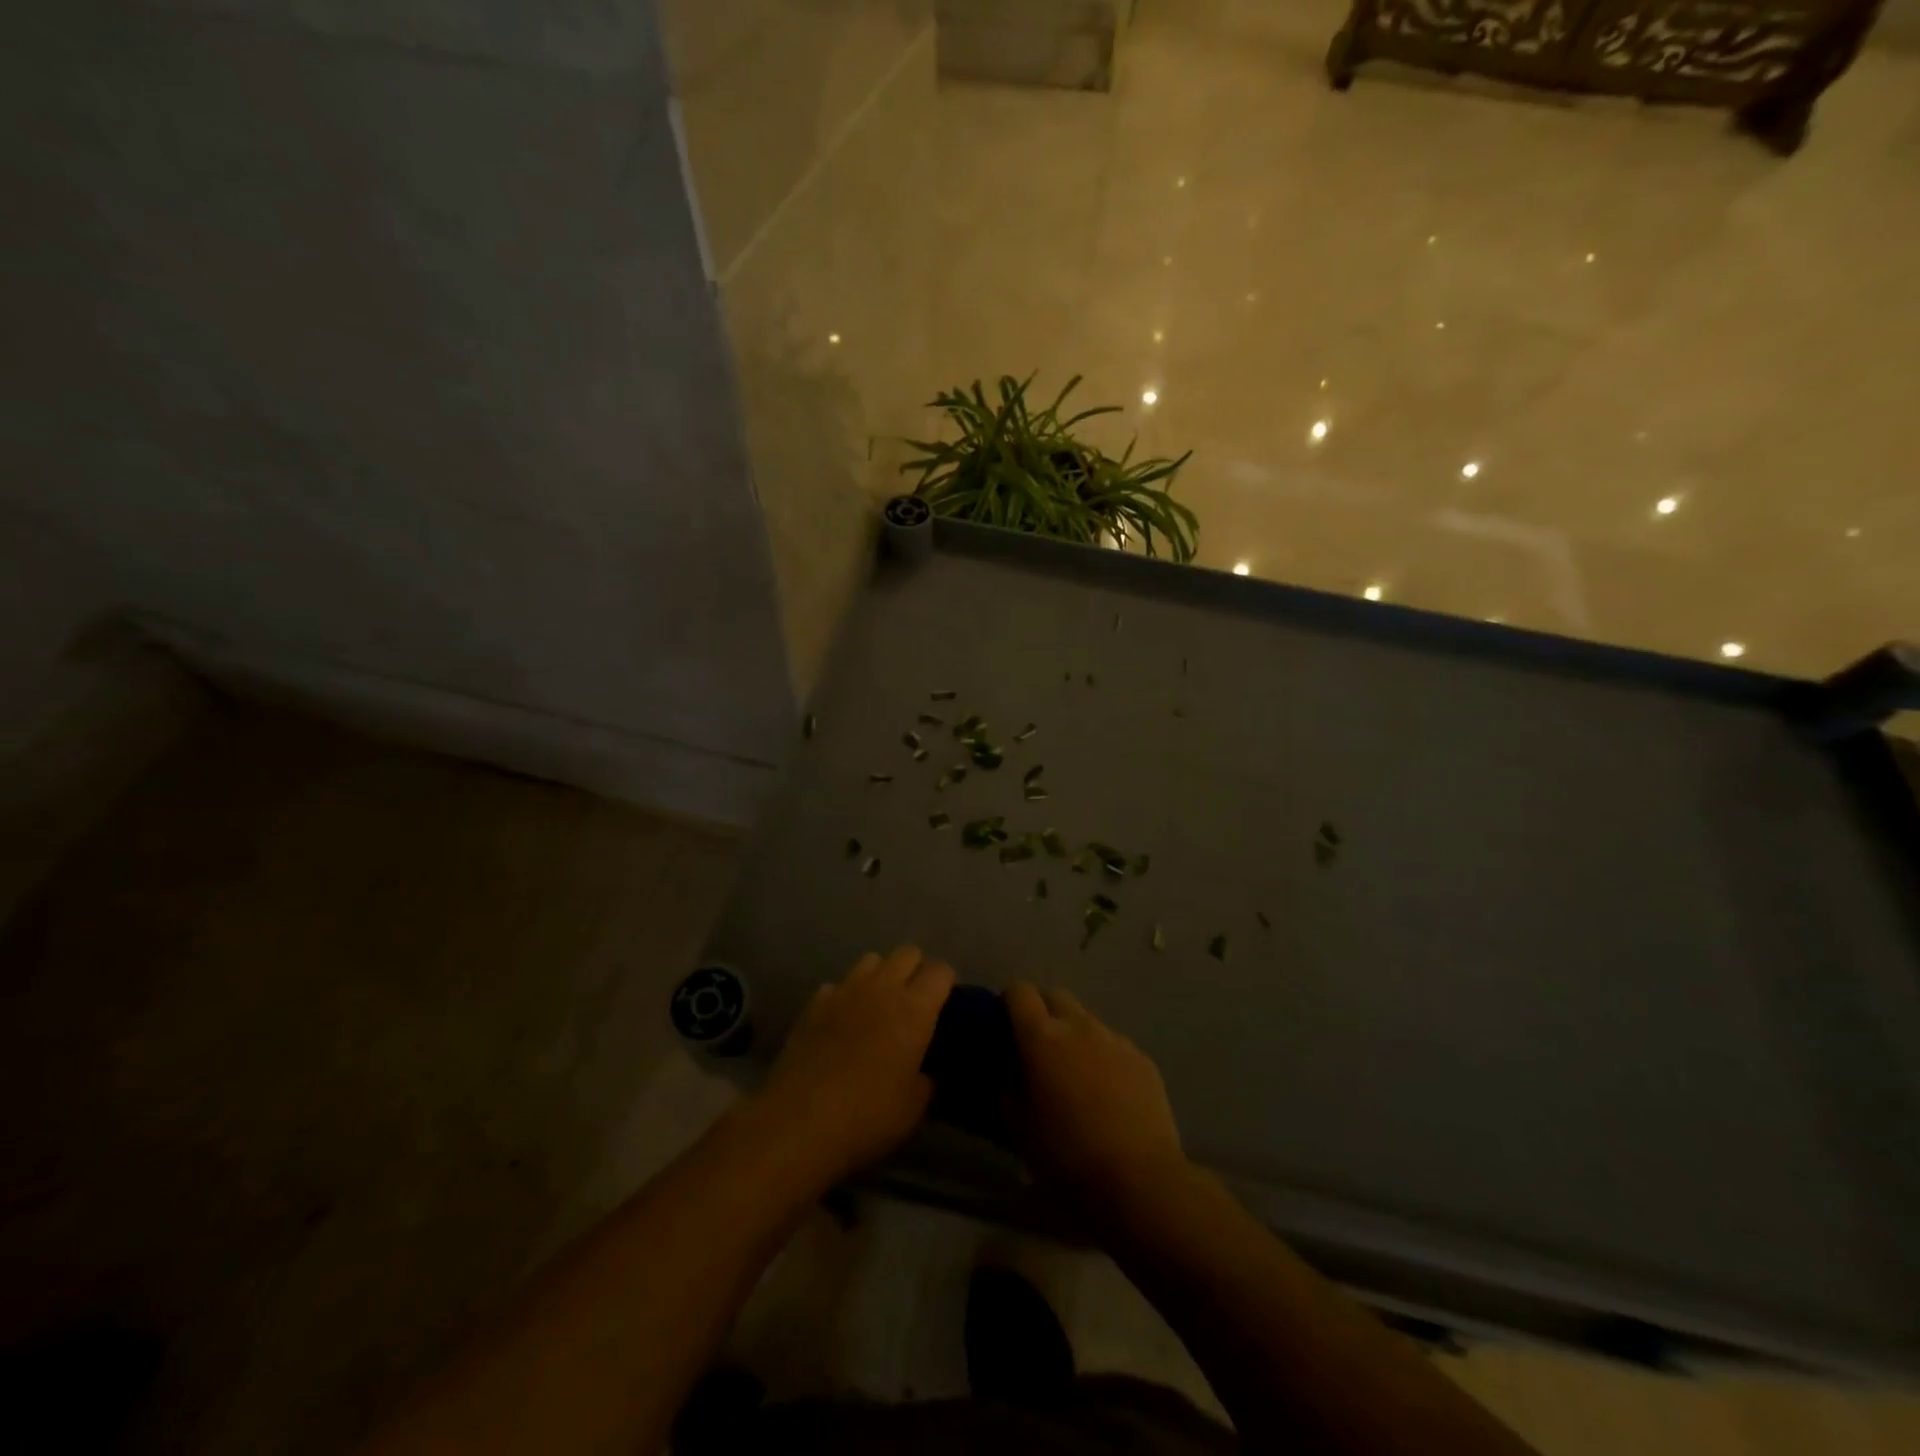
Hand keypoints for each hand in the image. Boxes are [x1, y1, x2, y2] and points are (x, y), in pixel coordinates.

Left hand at [756, 946, 954, 1183]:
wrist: (799, 1121)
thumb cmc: (868, 1114)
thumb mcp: (913, 1107)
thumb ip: (927, 1080)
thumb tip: (926, 1071)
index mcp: (914, 1009)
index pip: (941, 970)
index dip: (946, 983)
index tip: (945, 1005)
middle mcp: (882, 988)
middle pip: (908, 952)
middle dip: (916, 970)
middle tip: (914, 1002)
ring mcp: (845, 990)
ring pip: (872, 959)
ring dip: (881, 976)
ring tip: (878, 1005)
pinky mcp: (814, 1003)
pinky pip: (838, 985)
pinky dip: (845, 996)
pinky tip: (842, 1022)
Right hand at [1005, 984, 1186, 1202]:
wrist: (1140, 1181)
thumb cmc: (1068, 1157)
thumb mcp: (1019, 1130)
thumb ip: (1007, 1091)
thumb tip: (1009, 1073)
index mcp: (1042, 1037)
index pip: (1019, 991)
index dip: (1009, 1003)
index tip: (1005, 1026)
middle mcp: (1079, 1025)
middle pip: (1055, 995)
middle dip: (1042, 1011)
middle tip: (1037, 1047)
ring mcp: (1115, 1039)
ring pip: (1086, 1020)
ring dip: (1074, 1035)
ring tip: (1075, 1074)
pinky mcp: (1142, 1058)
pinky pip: (1114, 1045)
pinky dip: (1103, 1057)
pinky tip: (1107, 1094)